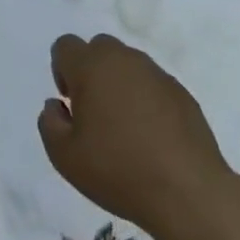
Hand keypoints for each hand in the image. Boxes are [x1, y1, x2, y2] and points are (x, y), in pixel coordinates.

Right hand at [37, 34, 234, 239]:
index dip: (62, 71)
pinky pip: (154, 85)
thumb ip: (49, 122)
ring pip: (128, 65)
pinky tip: (152, 137)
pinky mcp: (183, 94)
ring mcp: (157, 75)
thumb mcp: (64, 156)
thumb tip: (56, 106)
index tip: (71, 104)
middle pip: (99, 48)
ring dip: (120, 84)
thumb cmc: (118, 170)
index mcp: (91, 66)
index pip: (65, 46)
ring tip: (126, 127)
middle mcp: (124, 60)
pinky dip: (147, 100)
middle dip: (92, 71)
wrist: (189, 194)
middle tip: (95, 112)